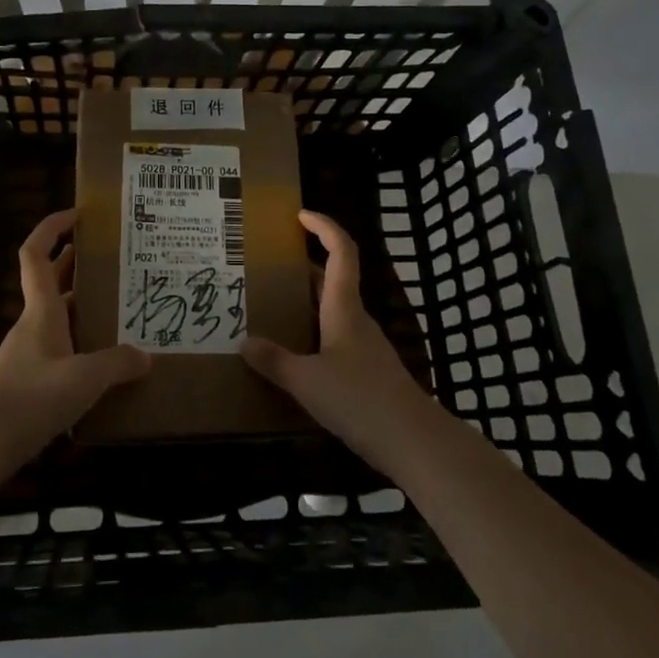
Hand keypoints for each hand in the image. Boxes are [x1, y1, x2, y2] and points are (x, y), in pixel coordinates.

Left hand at [0, 209, 149, 467]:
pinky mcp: (29, 383)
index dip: (52, 227)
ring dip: (82, 306)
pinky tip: (104, 362)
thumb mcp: (84, 378)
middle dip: (77, 263)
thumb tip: (145, 356)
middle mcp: (33, 324)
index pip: (37, 253)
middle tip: (113, 257)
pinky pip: (60, 350)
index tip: (78, 214)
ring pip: (58, 317)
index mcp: (41, 310)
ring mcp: (29, 355)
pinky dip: (80, 345)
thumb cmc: (31, 398)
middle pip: (51, 281)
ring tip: (120, 307)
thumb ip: (117, 364)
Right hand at [241, 210, 447, 469]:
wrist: (413, 442)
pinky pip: (335, 338)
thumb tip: (244, 342)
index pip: (341, 251)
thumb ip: (274, 362)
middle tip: (268, 264)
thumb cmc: (360, 400)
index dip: (324, 227)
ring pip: (333, 310)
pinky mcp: (367, 372)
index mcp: (344, 308)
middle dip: (304, 265)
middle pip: (334, 279)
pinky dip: (313, 332)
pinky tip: (294, 354)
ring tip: (271, 307)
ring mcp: (364, 346)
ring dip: (307, 301)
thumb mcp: (307, 381)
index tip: (300, 215)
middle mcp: (356, 319)